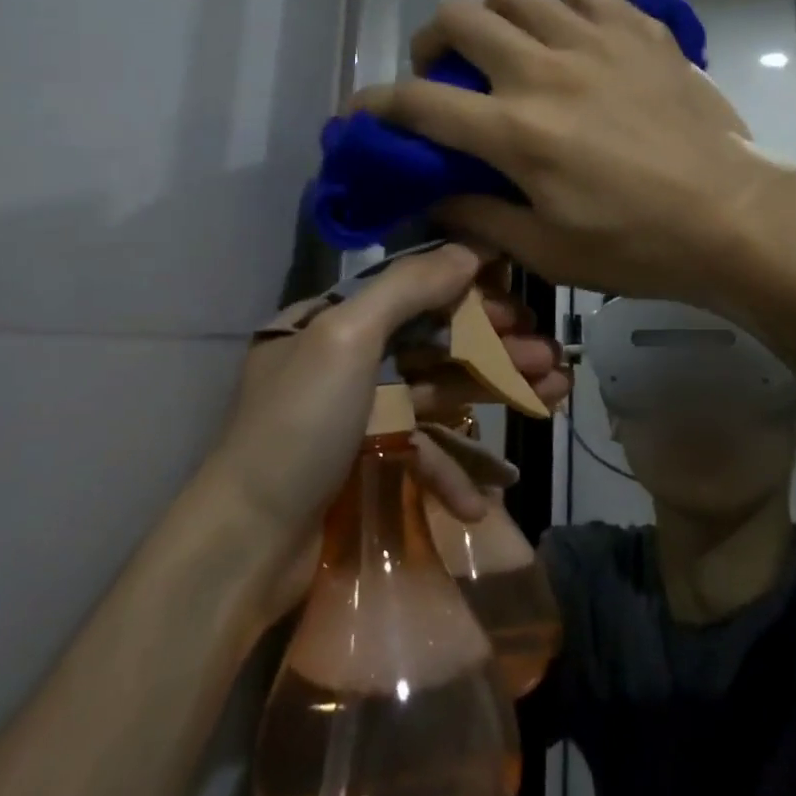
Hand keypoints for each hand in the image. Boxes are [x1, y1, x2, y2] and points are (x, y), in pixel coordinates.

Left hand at [208, 244, 568, 621]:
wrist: (245, 547)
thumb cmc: (298, 426)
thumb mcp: (346, 338)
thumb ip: (408, 288)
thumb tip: (470, 249)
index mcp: (334, 318)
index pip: (413, 289)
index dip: (469, 292)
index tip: (519, 302)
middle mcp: (346, 357)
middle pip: (434, 341)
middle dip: (494, 348)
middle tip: (550, 358)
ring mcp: (357, 412)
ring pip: (438, 392)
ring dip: (491, 397)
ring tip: (551, 398)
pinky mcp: (365, 460)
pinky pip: (418, 451)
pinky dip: (449, 469)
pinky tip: (482, 500)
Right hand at [353, 0, 778, 303]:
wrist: (734, 217)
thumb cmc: (638, 246)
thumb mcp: (548, 252)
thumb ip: (479, 218)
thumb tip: (433, 197)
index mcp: (516, 132)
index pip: (419, 103)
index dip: (375, 105)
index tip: (360, 114)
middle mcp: (544, 71)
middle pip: (456, 18)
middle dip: (431, 43)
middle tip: (446, 74)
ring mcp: (594, 41)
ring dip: (494, 16)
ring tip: (509, 49)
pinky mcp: (639, 29)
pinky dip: (561, 8)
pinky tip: (573, 41)